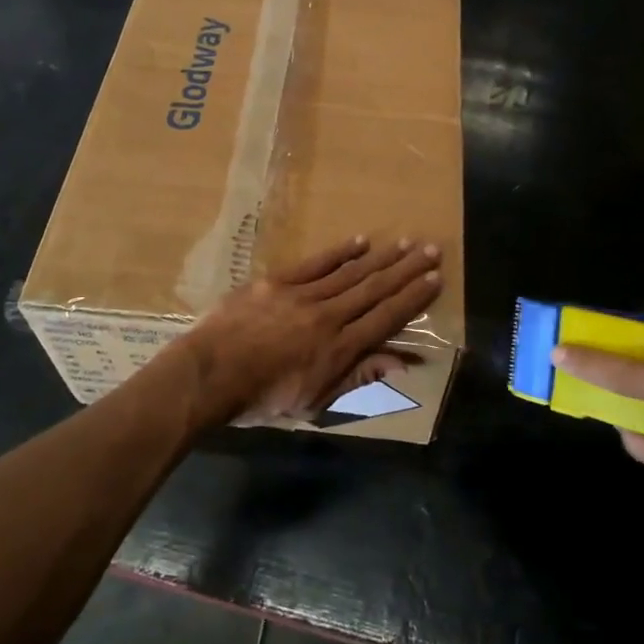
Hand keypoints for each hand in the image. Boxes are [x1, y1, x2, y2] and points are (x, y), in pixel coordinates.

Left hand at [177, 237, 442, 427]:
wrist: (209, 374)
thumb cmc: (261, 399)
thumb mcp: (314, 402)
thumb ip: (357, 378)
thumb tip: (399, 363)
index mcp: (339, 350)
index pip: (386, 318)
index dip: (413, 298)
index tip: (435, 279)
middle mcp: (328, 317)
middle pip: (374, 289)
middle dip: (406, 269)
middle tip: (432, 249)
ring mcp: (302, 296)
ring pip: (350, 273)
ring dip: (381, 257)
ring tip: (405, 243)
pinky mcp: (277, 282)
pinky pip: (315, 264)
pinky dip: (339, 252)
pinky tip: (360, 241)